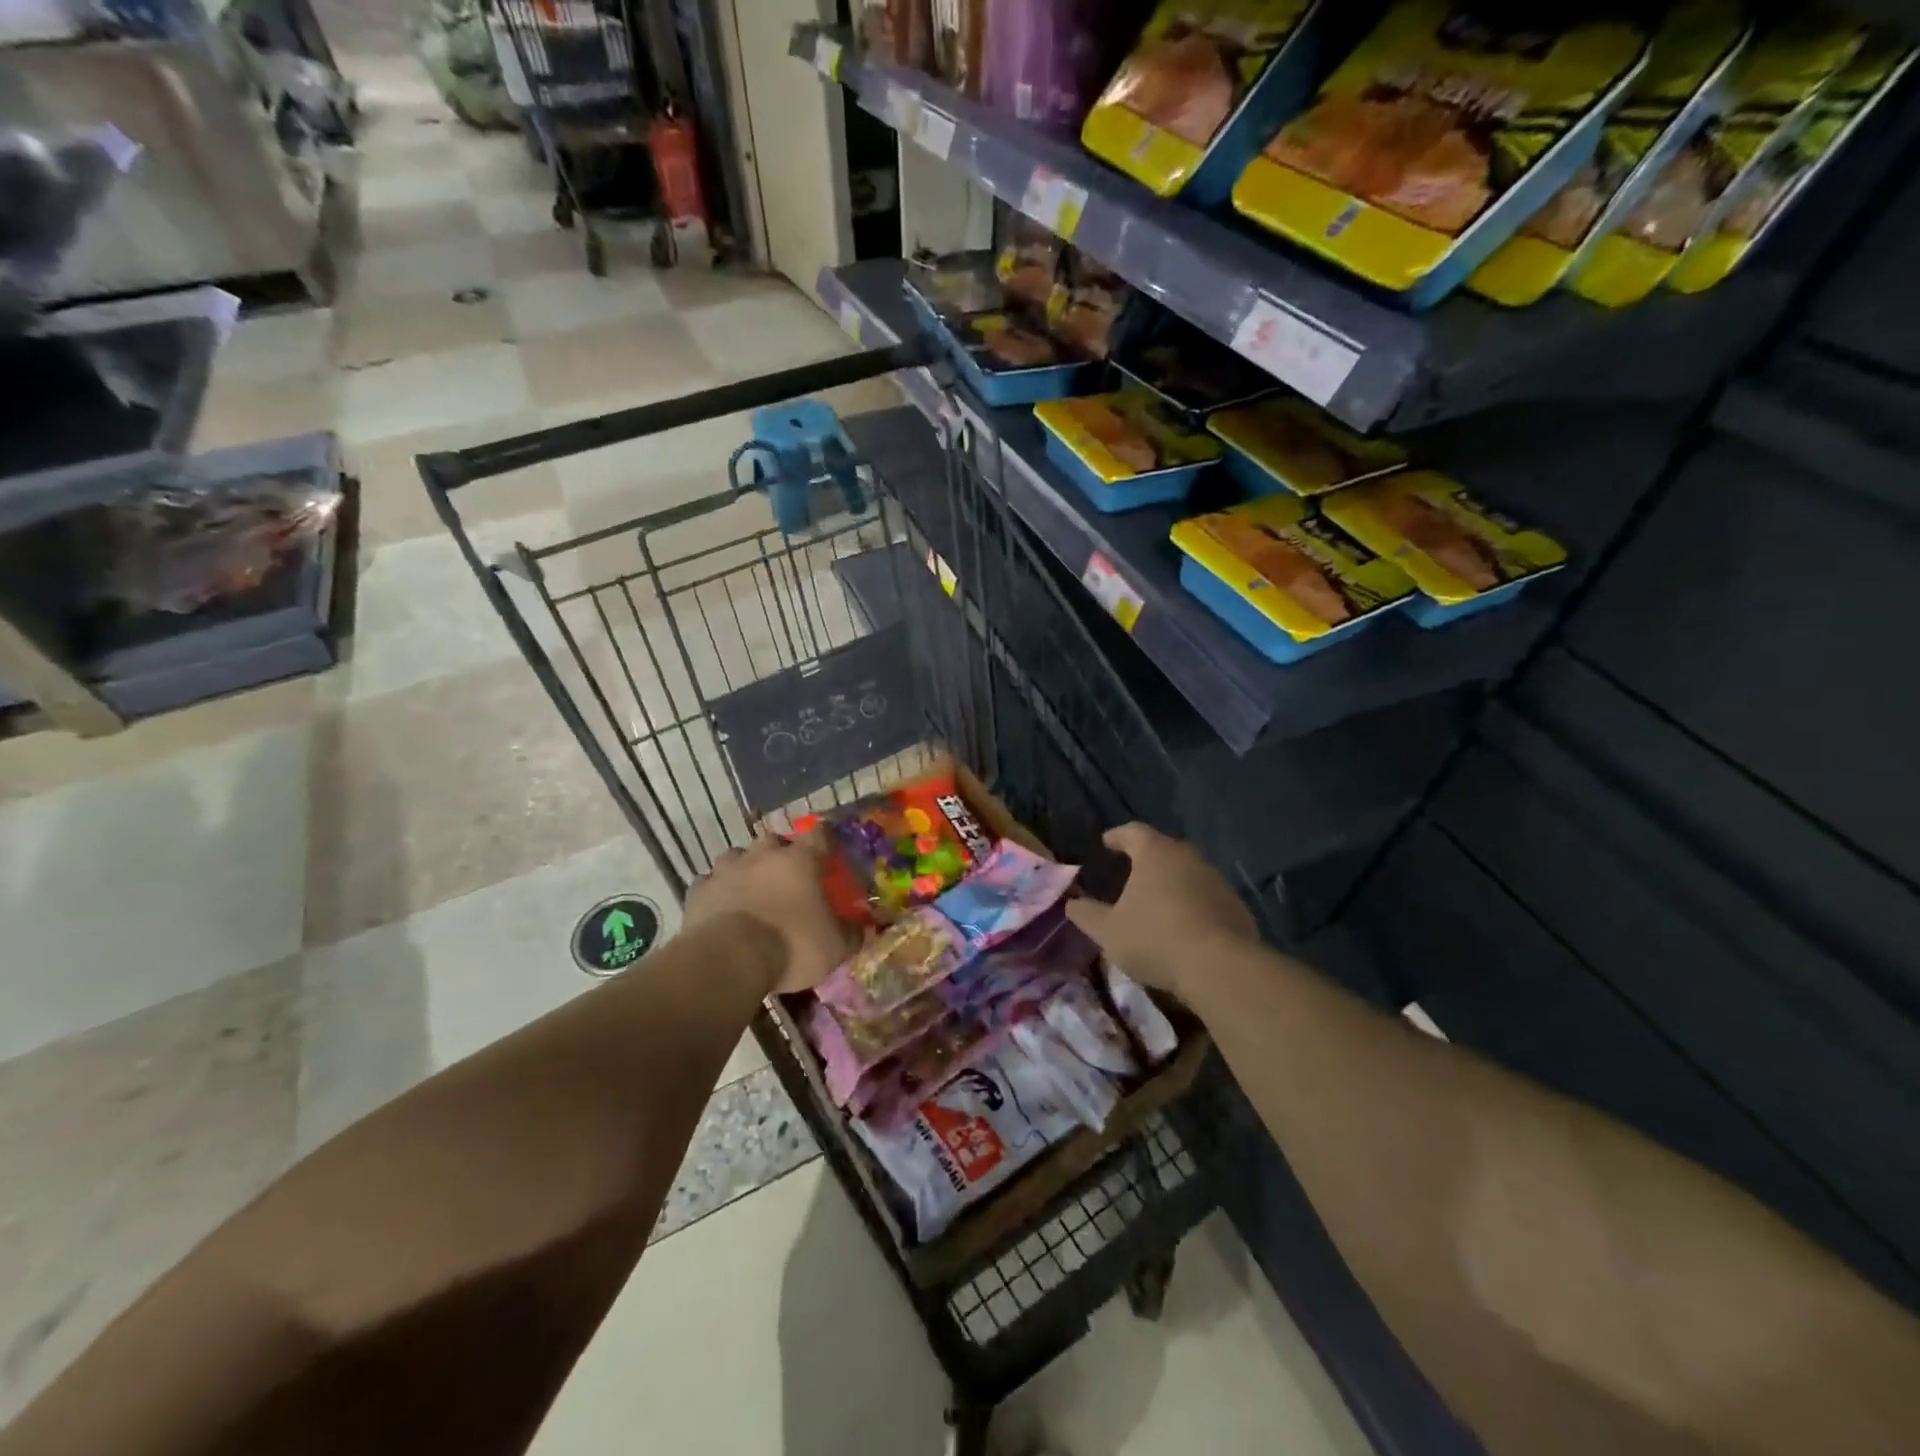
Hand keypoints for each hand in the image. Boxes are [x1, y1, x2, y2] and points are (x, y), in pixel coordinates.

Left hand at [684, 833, 850, 995]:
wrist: (729, 959)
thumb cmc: (792, 944)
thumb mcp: (835, 946)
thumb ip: (851, 934)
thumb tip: (864, 929)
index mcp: (800, 860)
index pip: (820, 835)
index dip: (826, 840)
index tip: (829, 848)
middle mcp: (763, 855)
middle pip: (774, 841)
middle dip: (781, 853)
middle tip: (787, 875)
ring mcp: (726, 870)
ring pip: (737, 856)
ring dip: (745, 867)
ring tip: (751, 888)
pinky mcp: (698, 891)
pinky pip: (709, 883)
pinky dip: (717, 891)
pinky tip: (721, 907)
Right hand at [1065, 823, 1256, 999]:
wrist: (1220, 968)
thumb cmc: (1155, 939)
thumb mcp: (1108, 931)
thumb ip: (1086, 914)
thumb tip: (1071, 903)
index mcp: (1155, 853)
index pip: (1133, 832)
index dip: (1117, 836)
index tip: (1107, 842)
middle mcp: (1188, 857)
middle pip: (1164, 849)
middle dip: (1147, 858)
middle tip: (1132, 871)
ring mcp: (1216, 880)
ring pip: (1188, 873)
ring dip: (1172, 883)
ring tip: (1157, 901)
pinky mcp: (1236, 906)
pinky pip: (1207, 897)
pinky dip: (1193, 905)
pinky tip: (1184, 926)